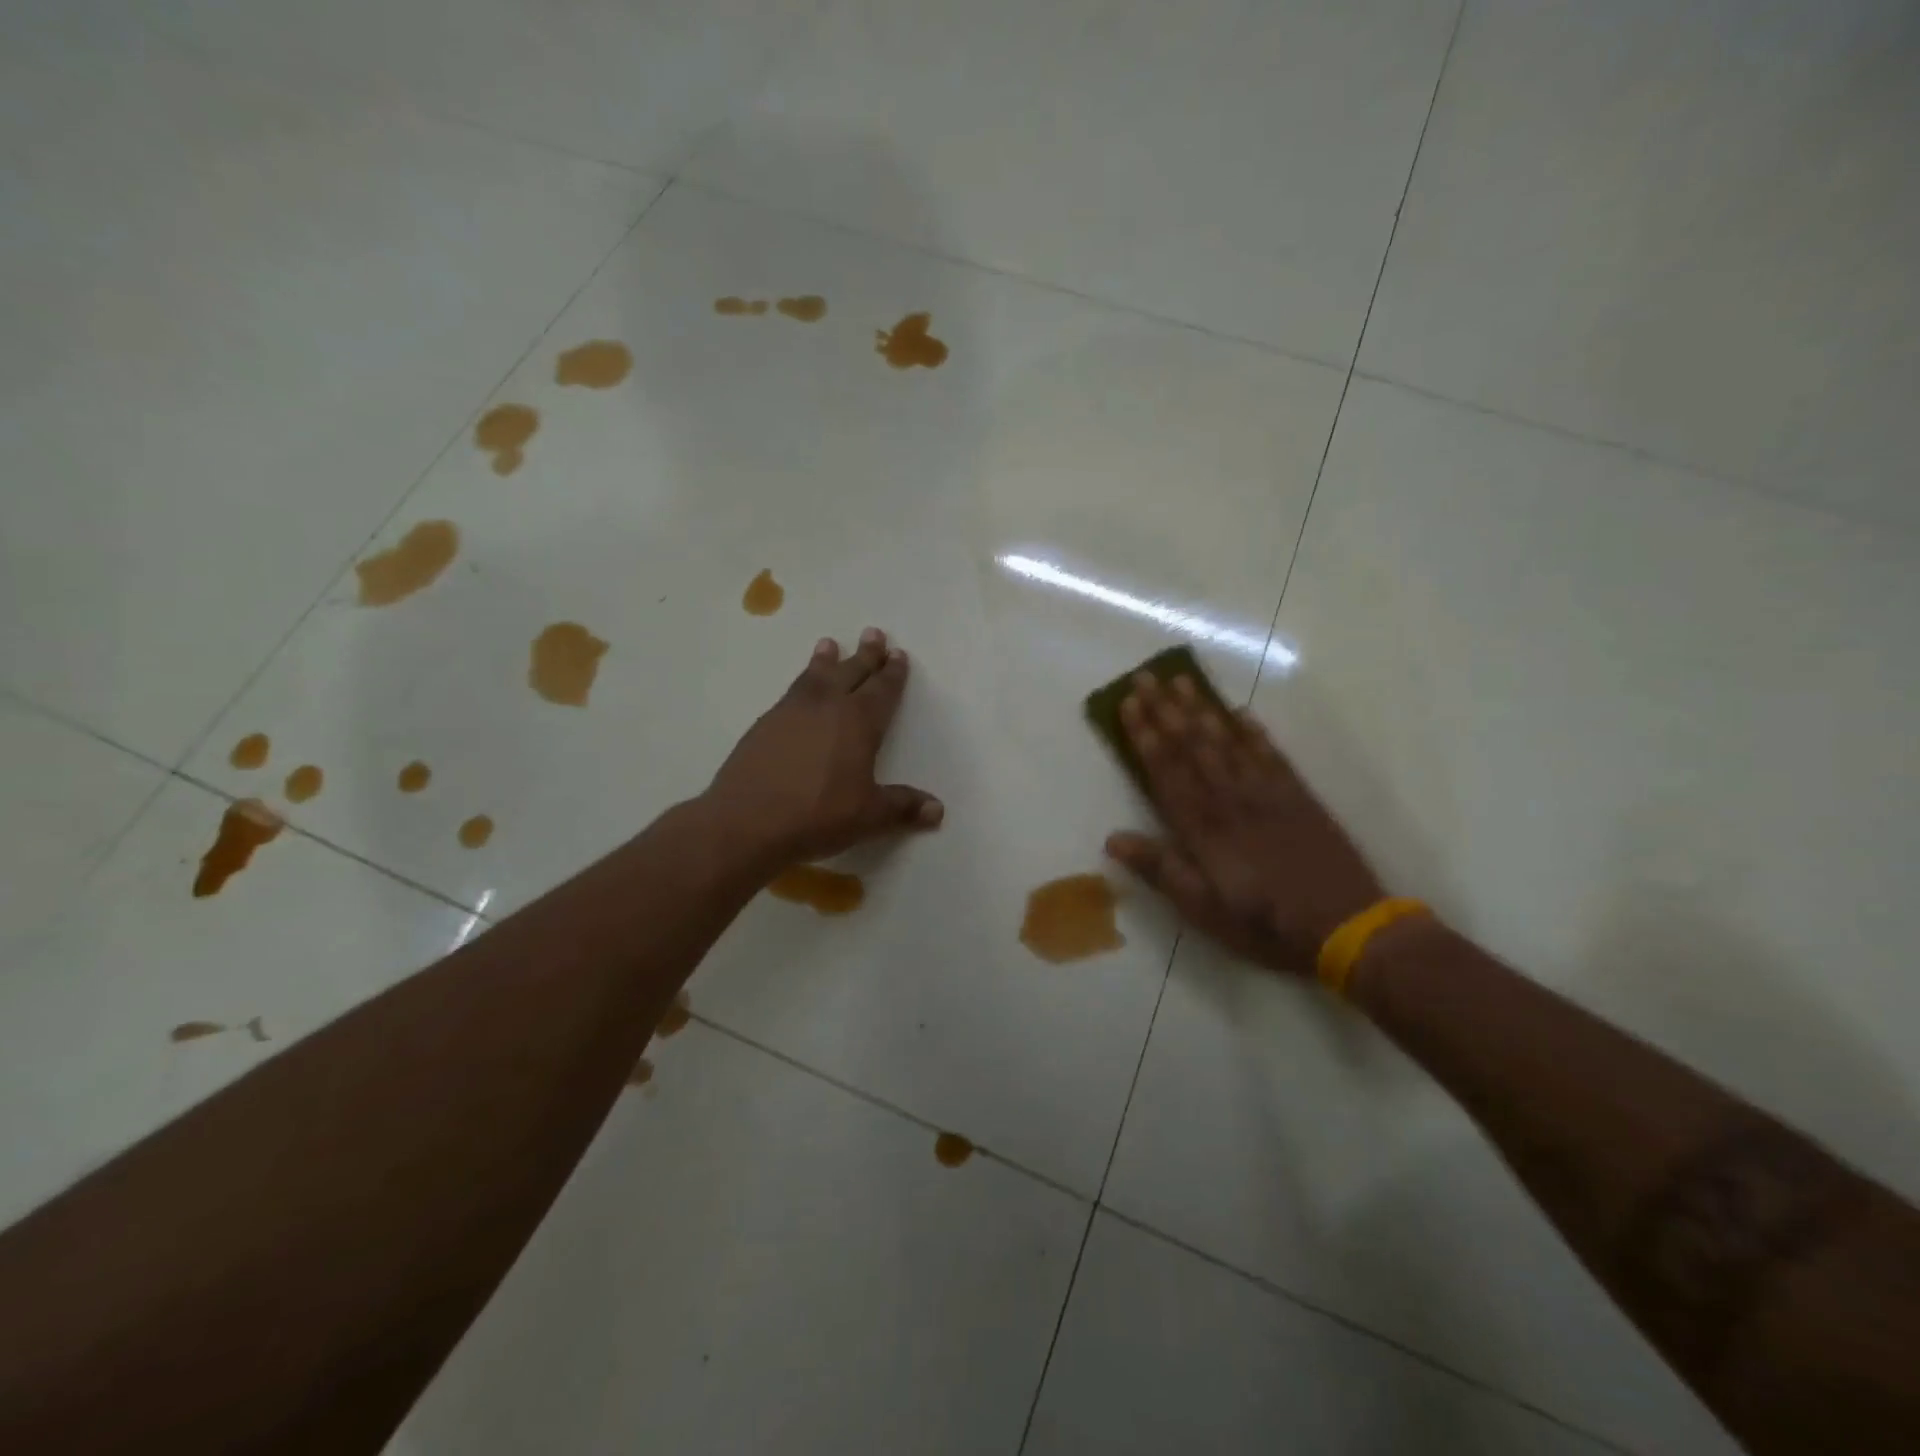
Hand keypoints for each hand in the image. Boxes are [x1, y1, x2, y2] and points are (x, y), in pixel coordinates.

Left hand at [706, 628, 942, 868]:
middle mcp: (827, 707)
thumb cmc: (817, 815)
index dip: (893, 674)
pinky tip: (799, 688)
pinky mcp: (764, 725)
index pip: (882, 691)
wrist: (746, 821)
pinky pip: (791, 692)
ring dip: (827, 660)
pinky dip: (801, 681)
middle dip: (866, 655)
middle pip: (851, 673)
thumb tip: (937, 809)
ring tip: (830, 644)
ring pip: (815, 676)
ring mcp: (791, 712)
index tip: (898, 654)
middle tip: (873, 633)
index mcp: (858, 723)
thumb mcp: (868, 816)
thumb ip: (902, 807)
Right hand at [1104, 673, 1382, 975]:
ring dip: (1203, 709)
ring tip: (1183, 680)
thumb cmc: (1264, 924)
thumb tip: (1113, 839)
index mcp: (1204, 828)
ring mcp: (1268, 794)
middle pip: (1193, 746)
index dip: (1145, 736)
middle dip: (1166, 710)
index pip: (1167, 771)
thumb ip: (1161, 869)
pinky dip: (1254, 731)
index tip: (1128, 704)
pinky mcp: (1299, 797)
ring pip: (1228, 742)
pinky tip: (1241, 712)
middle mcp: (1231, 800)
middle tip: (1147, 677)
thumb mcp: (1203, 909)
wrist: (1346, 928)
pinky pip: (1272, 755)